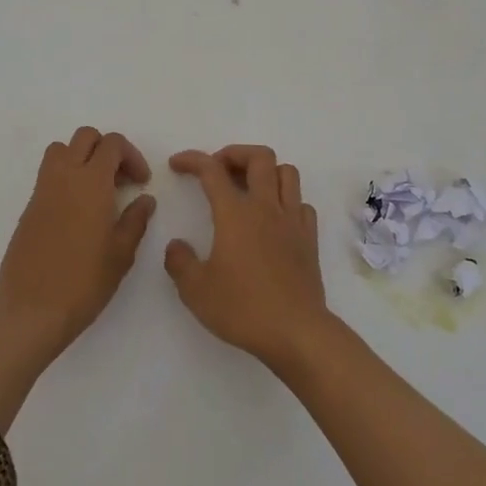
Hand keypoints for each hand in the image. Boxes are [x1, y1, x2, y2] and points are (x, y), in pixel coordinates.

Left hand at [0, 127, 155, 356]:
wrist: (31, 310)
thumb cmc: (83, 282)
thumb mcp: (121, 253)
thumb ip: (135, 220)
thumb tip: (145, 200)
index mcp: (91, 182)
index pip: (112, 144)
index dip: (131, 156)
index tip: (140, 182)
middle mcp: (64, 176)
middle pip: (85, 137)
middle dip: (107, 150)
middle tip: (120, 180)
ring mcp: (42, 190)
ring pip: (61, 150)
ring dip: (82, 158)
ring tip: (97, 190)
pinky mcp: (29, 207)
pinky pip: (49, 174)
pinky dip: (66, 178)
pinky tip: (77, 212)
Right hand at [164, 145, 330, 368]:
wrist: (296, 331)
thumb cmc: (243, 308)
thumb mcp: (196, 291)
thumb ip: (180, 262)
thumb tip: (176, 246)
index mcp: (235, 213)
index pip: (211, 171)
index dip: (192, 160)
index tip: (177, 164)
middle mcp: (266, 207)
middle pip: (259, 157)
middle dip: (235, 154)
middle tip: (218, 170)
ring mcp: (292, 220)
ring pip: (286, 172)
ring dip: (266, 171)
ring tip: (249, 187)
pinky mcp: (309, 238)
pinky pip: (301, 203)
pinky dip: (286, 200)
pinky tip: (274, 218)